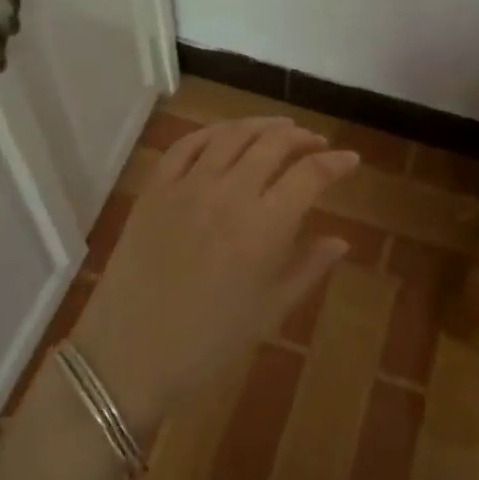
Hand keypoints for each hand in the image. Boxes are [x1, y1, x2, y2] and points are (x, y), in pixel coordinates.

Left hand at [70, 117, 359, 432]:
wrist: (128, 355)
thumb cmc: (209, 342)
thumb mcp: (270, 310)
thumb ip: (309, 267)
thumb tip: (342, 240)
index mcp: (264, 226)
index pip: (310, 175)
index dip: (335, 162)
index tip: (349, 160)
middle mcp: (229, 193)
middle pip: (273, 144)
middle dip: (301, 137)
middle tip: (315, 142)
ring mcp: (188, 185)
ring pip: (232, 134)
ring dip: (262, 125)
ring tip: (280, 127)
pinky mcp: (155, 188)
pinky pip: (187, 144)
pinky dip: (213, 132)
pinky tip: (226, 134)